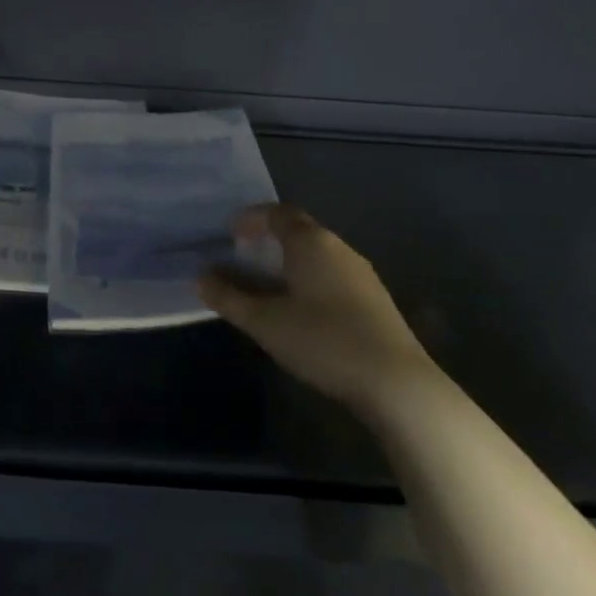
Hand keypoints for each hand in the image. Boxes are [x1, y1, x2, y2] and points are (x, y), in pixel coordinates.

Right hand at [198, 204, 435, 412]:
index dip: (252, 218)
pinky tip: (300, 311)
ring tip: (266, 287)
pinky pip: (331, 276)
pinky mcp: (374, 300)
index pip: (278, 213)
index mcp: (311, 243)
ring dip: (288, 264)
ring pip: (317, 256)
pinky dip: (308, 281)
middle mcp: (339, 248)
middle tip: (243, 260)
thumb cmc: (322, 340)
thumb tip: (200, 277)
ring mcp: (362, 274)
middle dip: (268, 241)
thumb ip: (228, 296)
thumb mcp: (264, 321)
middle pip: (299, 231)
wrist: (395, 382)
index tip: (231, 234)